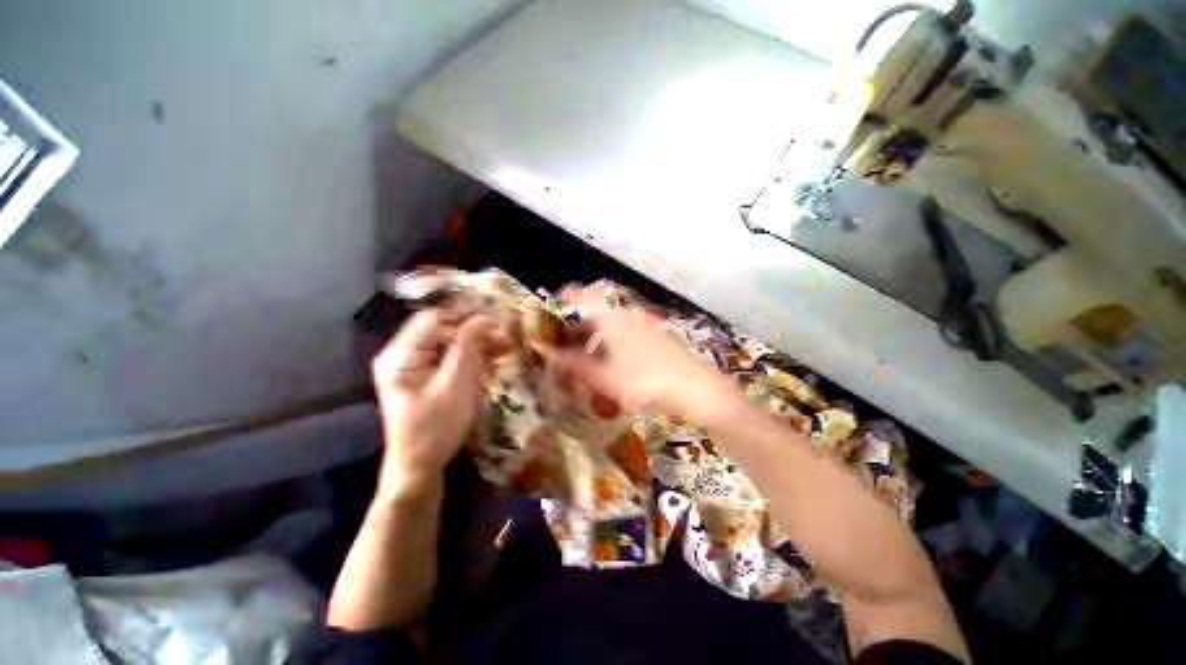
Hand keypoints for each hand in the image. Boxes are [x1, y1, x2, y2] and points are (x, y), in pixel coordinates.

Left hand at [372, 309, 497, 498]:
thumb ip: (469, 347)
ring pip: (449, 341)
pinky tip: (493, 358)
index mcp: (401, 354)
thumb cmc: (435, 428)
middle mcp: (403, 353)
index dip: (467, 314)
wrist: (419, 467)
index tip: (498, 319)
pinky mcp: (425, 376)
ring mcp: (414, 365)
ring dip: (478, 342)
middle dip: (476, 329)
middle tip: (506, 334)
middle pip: (442, 328)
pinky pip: (450, 356)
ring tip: (505, 346)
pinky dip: (472, 355)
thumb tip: (486, 318)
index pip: (435, 318)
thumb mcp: (455, 385)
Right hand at [550, 285, 739, 425]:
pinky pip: (624, 333)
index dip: (563, 301)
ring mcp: (642, 323)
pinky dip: (610, 343)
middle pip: (593, 312)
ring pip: (609, 324)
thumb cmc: (642, 380)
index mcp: (610, 317)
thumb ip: (571, 362)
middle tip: (566, 349)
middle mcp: (625, 314)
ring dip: (593, 338)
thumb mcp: (602, 376)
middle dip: (576, 328)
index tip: (550, 316)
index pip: (580, 297)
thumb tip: (543, 350)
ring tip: (586, 361)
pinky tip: (611, 364)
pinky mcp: (653, 335)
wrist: (694, 388)